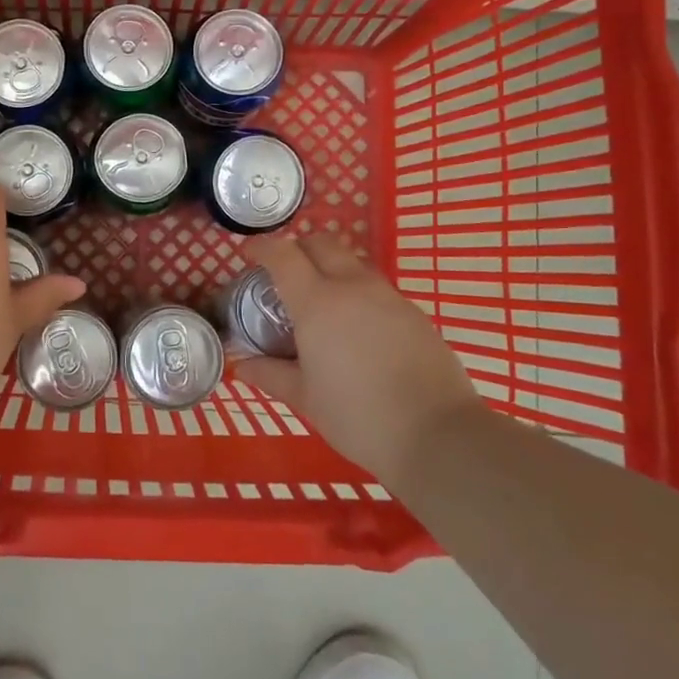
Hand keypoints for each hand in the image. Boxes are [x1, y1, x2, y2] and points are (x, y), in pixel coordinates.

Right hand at [235, 233, 478, 479]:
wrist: (438, 435)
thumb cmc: (358, 416)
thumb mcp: (305, 398)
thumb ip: (270, 374)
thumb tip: (241, 364)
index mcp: (317, 302)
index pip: (283, 255)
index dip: (262, 247)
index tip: (249, 255)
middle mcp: (352, 287)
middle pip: (321, 243)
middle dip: (298, 248)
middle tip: (284, 274)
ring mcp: (388, 296)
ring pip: (352, 263)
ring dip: (330, 269)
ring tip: (321, 304)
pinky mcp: (414, 313)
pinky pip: (377, 288)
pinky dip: (357, 293)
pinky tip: (357, 329)